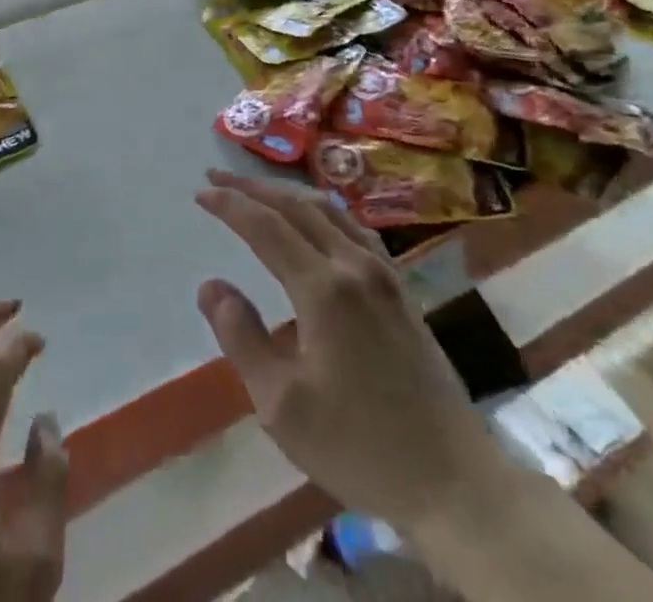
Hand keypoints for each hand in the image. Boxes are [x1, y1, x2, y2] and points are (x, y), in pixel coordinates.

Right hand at [194, 169, 503, 533]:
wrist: (452, 478)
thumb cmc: (359, 446)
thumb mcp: (282, 406)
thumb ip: (242, 338)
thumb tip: (210, 285)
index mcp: (324, 288)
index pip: (266, 227)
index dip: (230, 204)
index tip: (200, 191)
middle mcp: (354, 264)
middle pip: (297, 206)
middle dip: (254, 187)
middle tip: (217, 174)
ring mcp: (383, 273)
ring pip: (329, 210)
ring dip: (288, 193)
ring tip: (258, 190)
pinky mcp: (400, 288)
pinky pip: (354, 227)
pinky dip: (322, 210)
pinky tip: (316, 221)